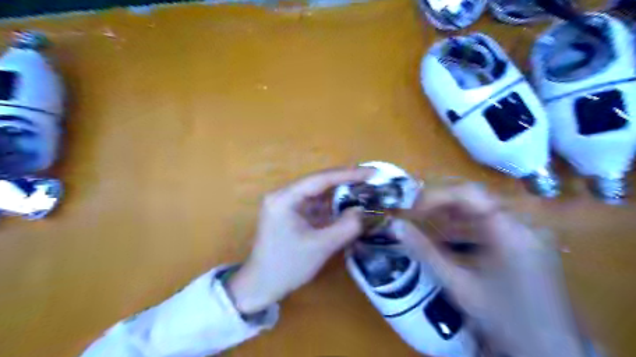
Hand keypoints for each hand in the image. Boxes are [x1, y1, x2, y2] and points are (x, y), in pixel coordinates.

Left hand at [226, 167, 372, 315]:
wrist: (261, 286)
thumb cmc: (287, 266)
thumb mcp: (320, 247)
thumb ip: (346, 227)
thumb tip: (364, 211)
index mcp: (284, 198)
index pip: (320, 179)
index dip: (348, 174)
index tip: (372, 172)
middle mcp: (284, 195)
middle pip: (319, 183)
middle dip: (346, 181)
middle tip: (371, 179)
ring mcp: (286, 204)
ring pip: (318, 193)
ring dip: (340, 193)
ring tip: (365, 190)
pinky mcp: (291, 214)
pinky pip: (315, 205)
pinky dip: (332, 205)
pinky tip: (349, 205)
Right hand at [395, 185, 588, 356]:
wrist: (550, 351)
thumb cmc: (502, 318)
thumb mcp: (457, 283)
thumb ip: (424, 251)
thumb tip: (395, 226)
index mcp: (508, 231)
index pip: (468, 194)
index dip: (436, 196)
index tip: (413, 210)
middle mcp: (521, 223)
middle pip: (474, 197)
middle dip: (441, 204)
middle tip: (416, 215)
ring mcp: (526, 231)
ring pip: (481, 208)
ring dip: (451, 214)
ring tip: (428, 224)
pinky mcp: (525, 241)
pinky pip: (490, 222)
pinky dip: (466, 225)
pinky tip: (450, 237)